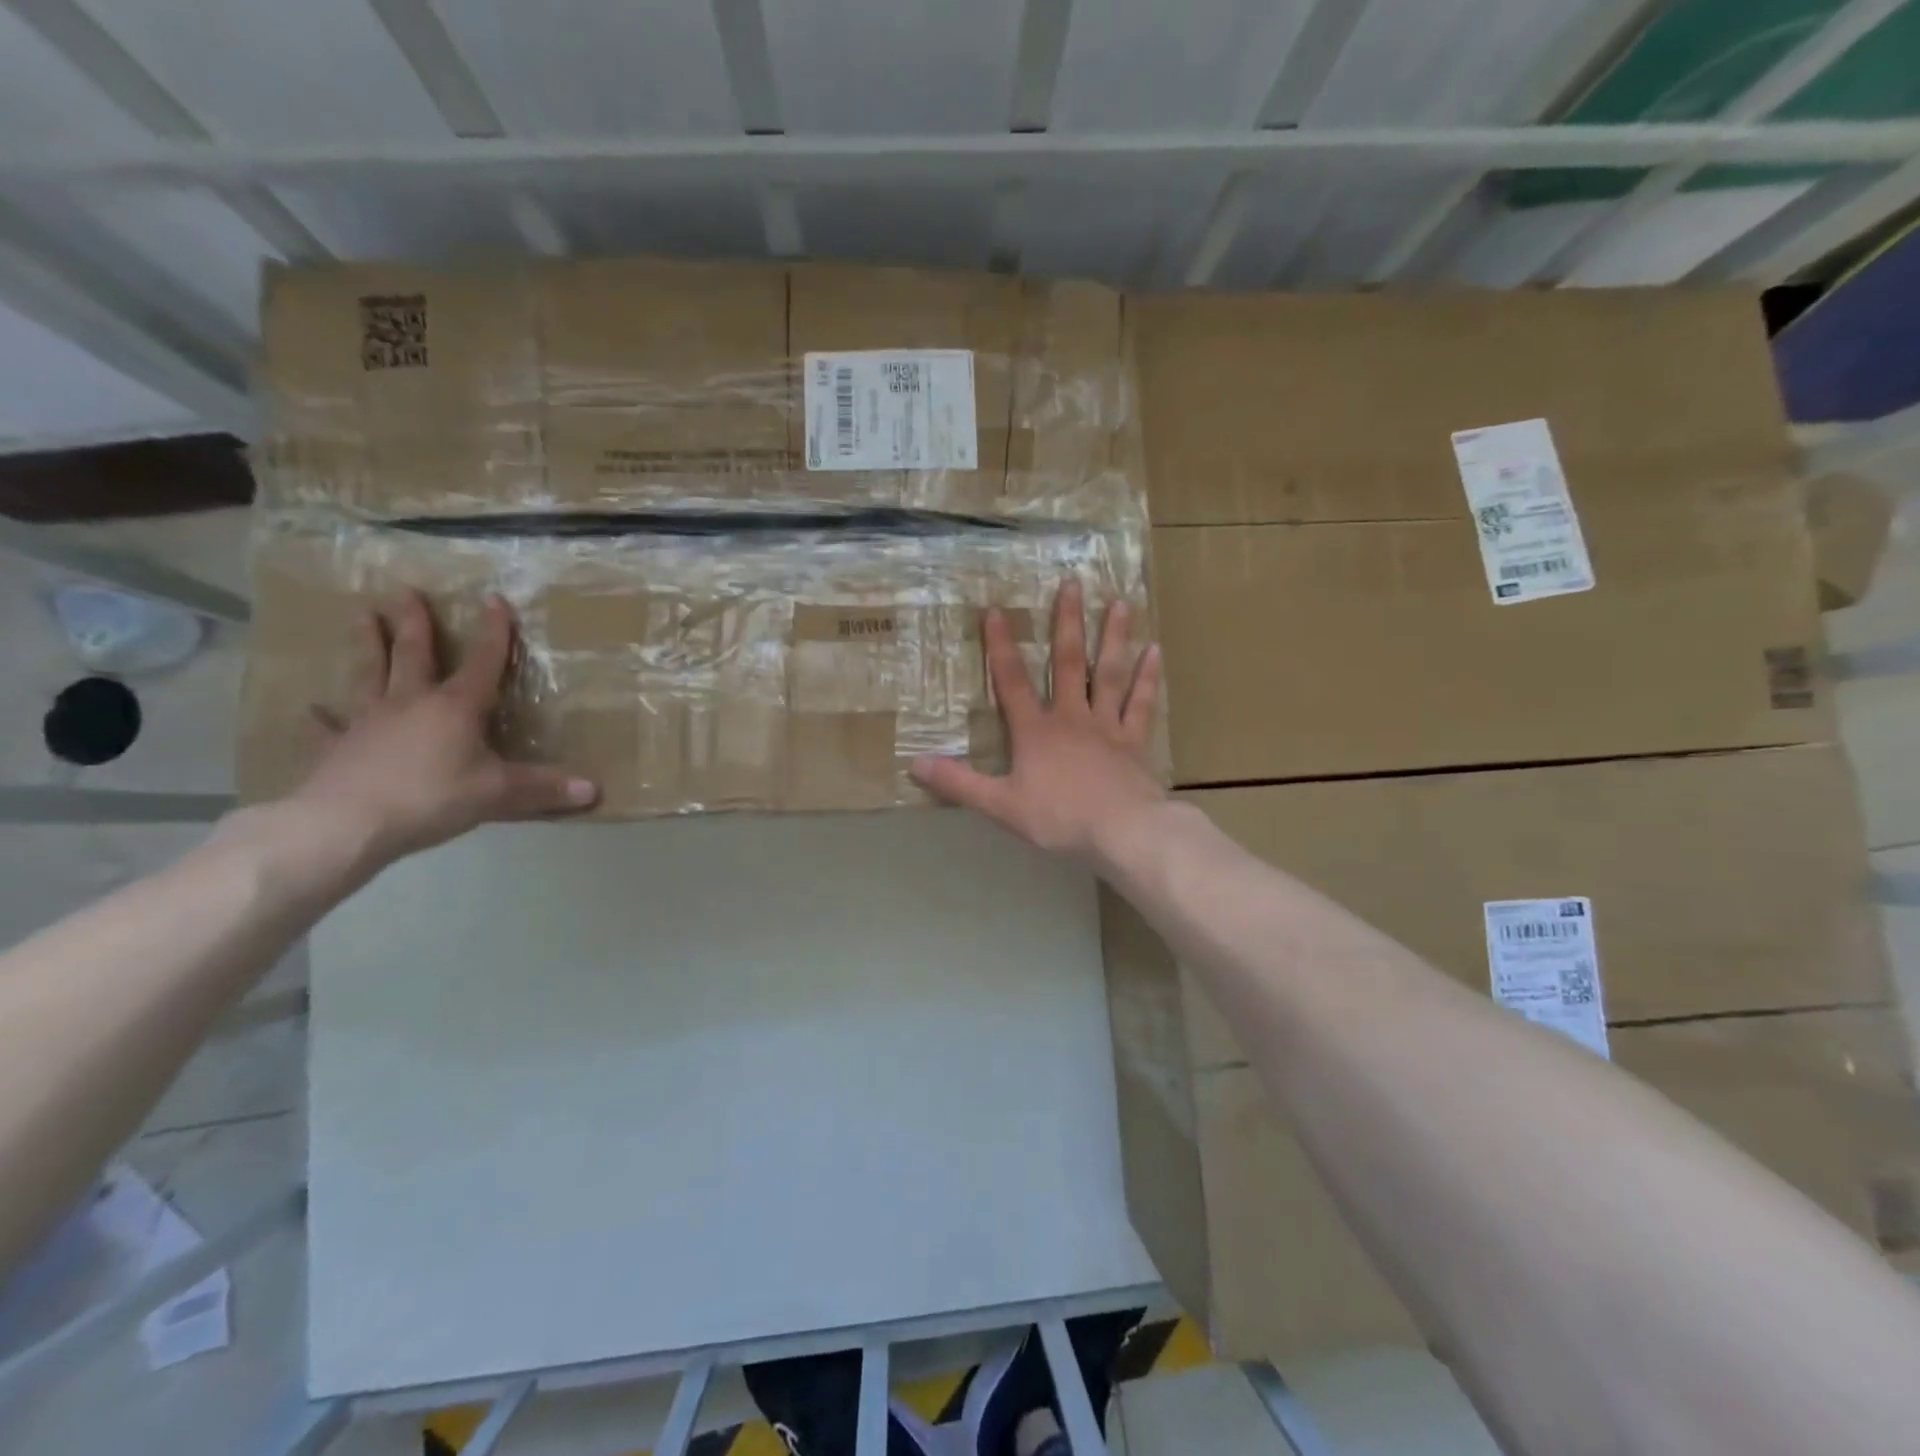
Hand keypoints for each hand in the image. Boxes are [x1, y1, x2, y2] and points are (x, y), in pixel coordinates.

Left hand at [289, 591, 597, 866]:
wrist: (345, 824)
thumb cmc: (431, 798)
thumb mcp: (499, 794)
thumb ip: (544, 789)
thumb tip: (594, 790)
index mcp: (455, 708)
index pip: (482, 662)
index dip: (493, 633)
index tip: (495, 600)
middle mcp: (411, 703)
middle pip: (414, 655)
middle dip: (414, 623)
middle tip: (404, 590)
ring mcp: (369, 722)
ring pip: (370, 674)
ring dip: (368, 644)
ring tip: (361, 615)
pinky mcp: (338, 748)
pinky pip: (330, 727)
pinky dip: (322, 718)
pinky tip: (310, 708)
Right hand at [910, 578, 1163, 862]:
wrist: (1123, 832)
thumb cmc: (1059, 818)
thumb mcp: (1001, 805)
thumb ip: (959, 784)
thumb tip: (915, 763)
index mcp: (1036, 731)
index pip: (1012, 682)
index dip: (1000, 646)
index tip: (996, 610)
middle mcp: (1072, 717)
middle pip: (1068, 663)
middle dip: (1067, 623)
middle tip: (1073, 583)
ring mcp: (1107, 726)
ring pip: (1110, 673)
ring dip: (1114, 637)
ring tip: (1121, 602)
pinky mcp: (1135, 741)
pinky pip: (1142, 704)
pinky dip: (1148, 678)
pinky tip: (1155, 651)